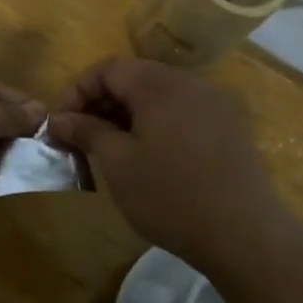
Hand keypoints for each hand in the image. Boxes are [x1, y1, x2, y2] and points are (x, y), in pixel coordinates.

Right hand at [47, 58, 287, 268]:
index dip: (78, 91)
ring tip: (112, 150)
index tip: (61, 125)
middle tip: (82, 139)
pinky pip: (184, 112)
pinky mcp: (232, 127)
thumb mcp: (118, 163)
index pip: (109, 68)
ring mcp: (217, 104)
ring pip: (161, 96)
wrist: (244, 234)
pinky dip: (159, 124)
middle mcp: (192, 83)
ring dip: (130, 115)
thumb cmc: (171, 196)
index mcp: (161, 85)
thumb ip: (86, 131)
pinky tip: (150, 157)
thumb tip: (57, 118)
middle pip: (137, 78)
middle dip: (103, 103)